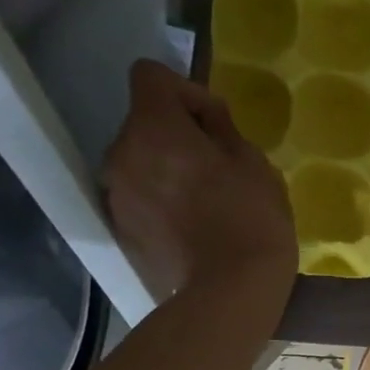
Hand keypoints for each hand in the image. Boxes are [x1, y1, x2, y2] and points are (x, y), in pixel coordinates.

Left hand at [103, 60, 296, 313]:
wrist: (228, 293)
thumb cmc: (250, 218)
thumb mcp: (254, 163)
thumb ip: (223, 129)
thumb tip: (207, 120)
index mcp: (153, 128)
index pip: (150, 76)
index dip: (186, 91)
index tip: (216, 124)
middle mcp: (120, 154)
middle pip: (144, 123)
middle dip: (177, 134)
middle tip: (218, 165)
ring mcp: (115, 195)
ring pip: (140, 162)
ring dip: (167, 168)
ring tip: (205, 199)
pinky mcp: (120, 230)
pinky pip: (140, 197)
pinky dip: (161, 200)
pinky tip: (193, 226)